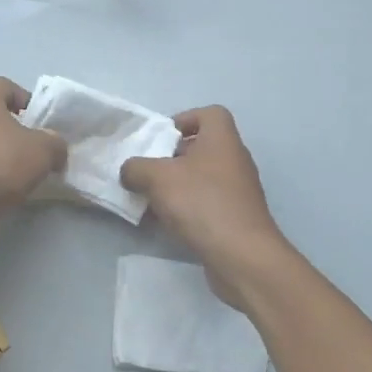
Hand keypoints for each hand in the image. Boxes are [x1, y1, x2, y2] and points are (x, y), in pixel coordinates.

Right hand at [120, 106, 296, 306]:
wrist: (242, 257)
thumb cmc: (202, 203)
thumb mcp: (157, 178)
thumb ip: (136, 168)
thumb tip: (129, 171)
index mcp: (222, 140)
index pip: (210, 114)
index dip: (184, 119)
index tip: (161, 139)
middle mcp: (235, 160)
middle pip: (202, 147)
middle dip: (173, 157)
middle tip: (148, 170)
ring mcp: (239, 191)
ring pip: (203, 177)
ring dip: (178, 185)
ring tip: (152, 198)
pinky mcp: (237, 218)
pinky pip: (208, 203)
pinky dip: (188, 208)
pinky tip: (168, 223)